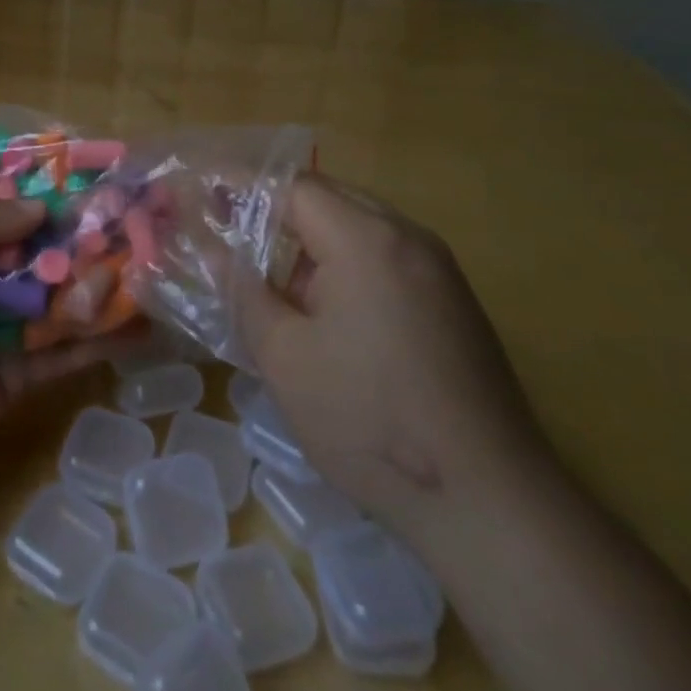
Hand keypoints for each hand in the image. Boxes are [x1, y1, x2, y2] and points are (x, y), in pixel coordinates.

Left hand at [0, 195, 137, 497]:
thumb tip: (41, 209)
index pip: (5, 205)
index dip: (48, 191)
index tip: (99, 179)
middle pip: (41, 251)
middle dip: (87, 240)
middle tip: (142, 229)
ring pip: (59, 300)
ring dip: (101, 287)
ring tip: (153, 275)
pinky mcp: (13, 378)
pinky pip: (62, 353)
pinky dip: (101, 340)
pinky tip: (142, 328)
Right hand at [234, 175, 553, 544]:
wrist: (489, 503)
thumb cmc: (369, 421)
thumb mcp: (284, 356)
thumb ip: (242, 290)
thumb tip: (213, 251)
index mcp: (366, 240)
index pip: (293, 187)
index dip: (242, 187)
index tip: (202, 196)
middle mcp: (409, 238)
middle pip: (329, 199)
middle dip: (274, 210)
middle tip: (227, 231)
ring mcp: (439, 270)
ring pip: (359, 229)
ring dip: (309, 240)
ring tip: (266, 275)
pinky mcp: (453, 304)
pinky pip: (385, 260)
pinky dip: (344, 265)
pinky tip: (320, 310)